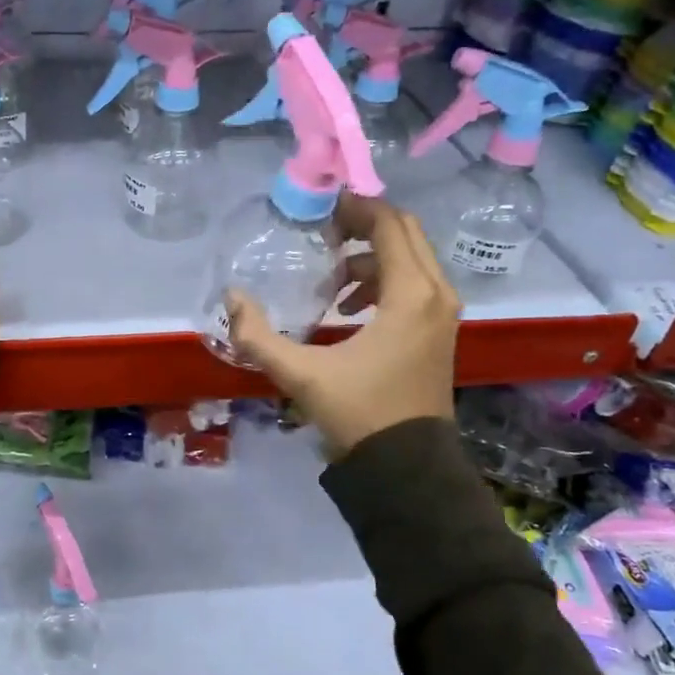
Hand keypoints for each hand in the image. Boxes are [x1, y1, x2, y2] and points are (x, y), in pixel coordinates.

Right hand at [225, 193, 459, 460]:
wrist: (407, 468)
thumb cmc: (359, 414)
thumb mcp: (301, 375)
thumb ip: (258, 336)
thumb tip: (232, 297)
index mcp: (410, 294)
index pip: (388, 225)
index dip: (355, 207)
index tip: (320, 207)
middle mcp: (435, 294)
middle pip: (404, 232)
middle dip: (363, 224)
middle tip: (322, 230)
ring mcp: (442, 313)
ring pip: (410, 257)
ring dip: (371, 255)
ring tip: (331, 276)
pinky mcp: (438, 331)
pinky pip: (414, 283)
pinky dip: (383, 279)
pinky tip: (349, 306)